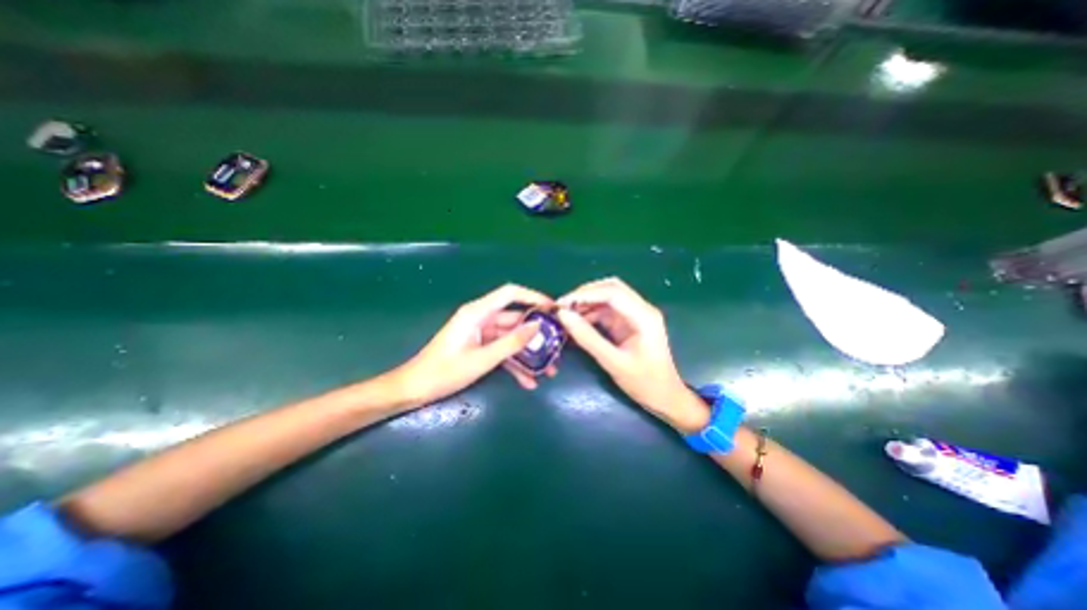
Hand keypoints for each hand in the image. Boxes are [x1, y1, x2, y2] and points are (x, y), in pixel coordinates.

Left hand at [390, 283, 554, 406]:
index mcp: (477, 313)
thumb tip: (537, 327)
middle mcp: (481, 318)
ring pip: (511, 338)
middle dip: (536, 334)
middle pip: (515, 319)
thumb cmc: (444, 372)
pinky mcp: (479, 346)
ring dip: (528, 353)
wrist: (415, 389)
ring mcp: (481, 333)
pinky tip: (528, 381)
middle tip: (556, 346)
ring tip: (549, 370)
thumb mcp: (482, 359)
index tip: (552, 308)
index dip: (533, 296)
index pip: (510, 293)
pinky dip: (514, 363)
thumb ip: (511, 343)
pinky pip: (502, 350)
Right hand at [555, 279, 709, 429]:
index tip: (561, 303)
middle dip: (585, 294)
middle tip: (563, 306)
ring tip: (566, 315)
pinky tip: (577, 323)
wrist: (665, 398)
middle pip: (610, 288)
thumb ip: (587, 338)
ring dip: (586, 303)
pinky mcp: (628, 323)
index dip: (584, 294)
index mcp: (644, 316)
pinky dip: (590, 314)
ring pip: (607, 298)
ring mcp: (635, 315)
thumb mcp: (613, 362)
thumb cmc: (644, 383)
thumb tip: (563, 315)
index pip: (612, 292)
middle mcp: (641, 309)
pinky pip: (606, 311)